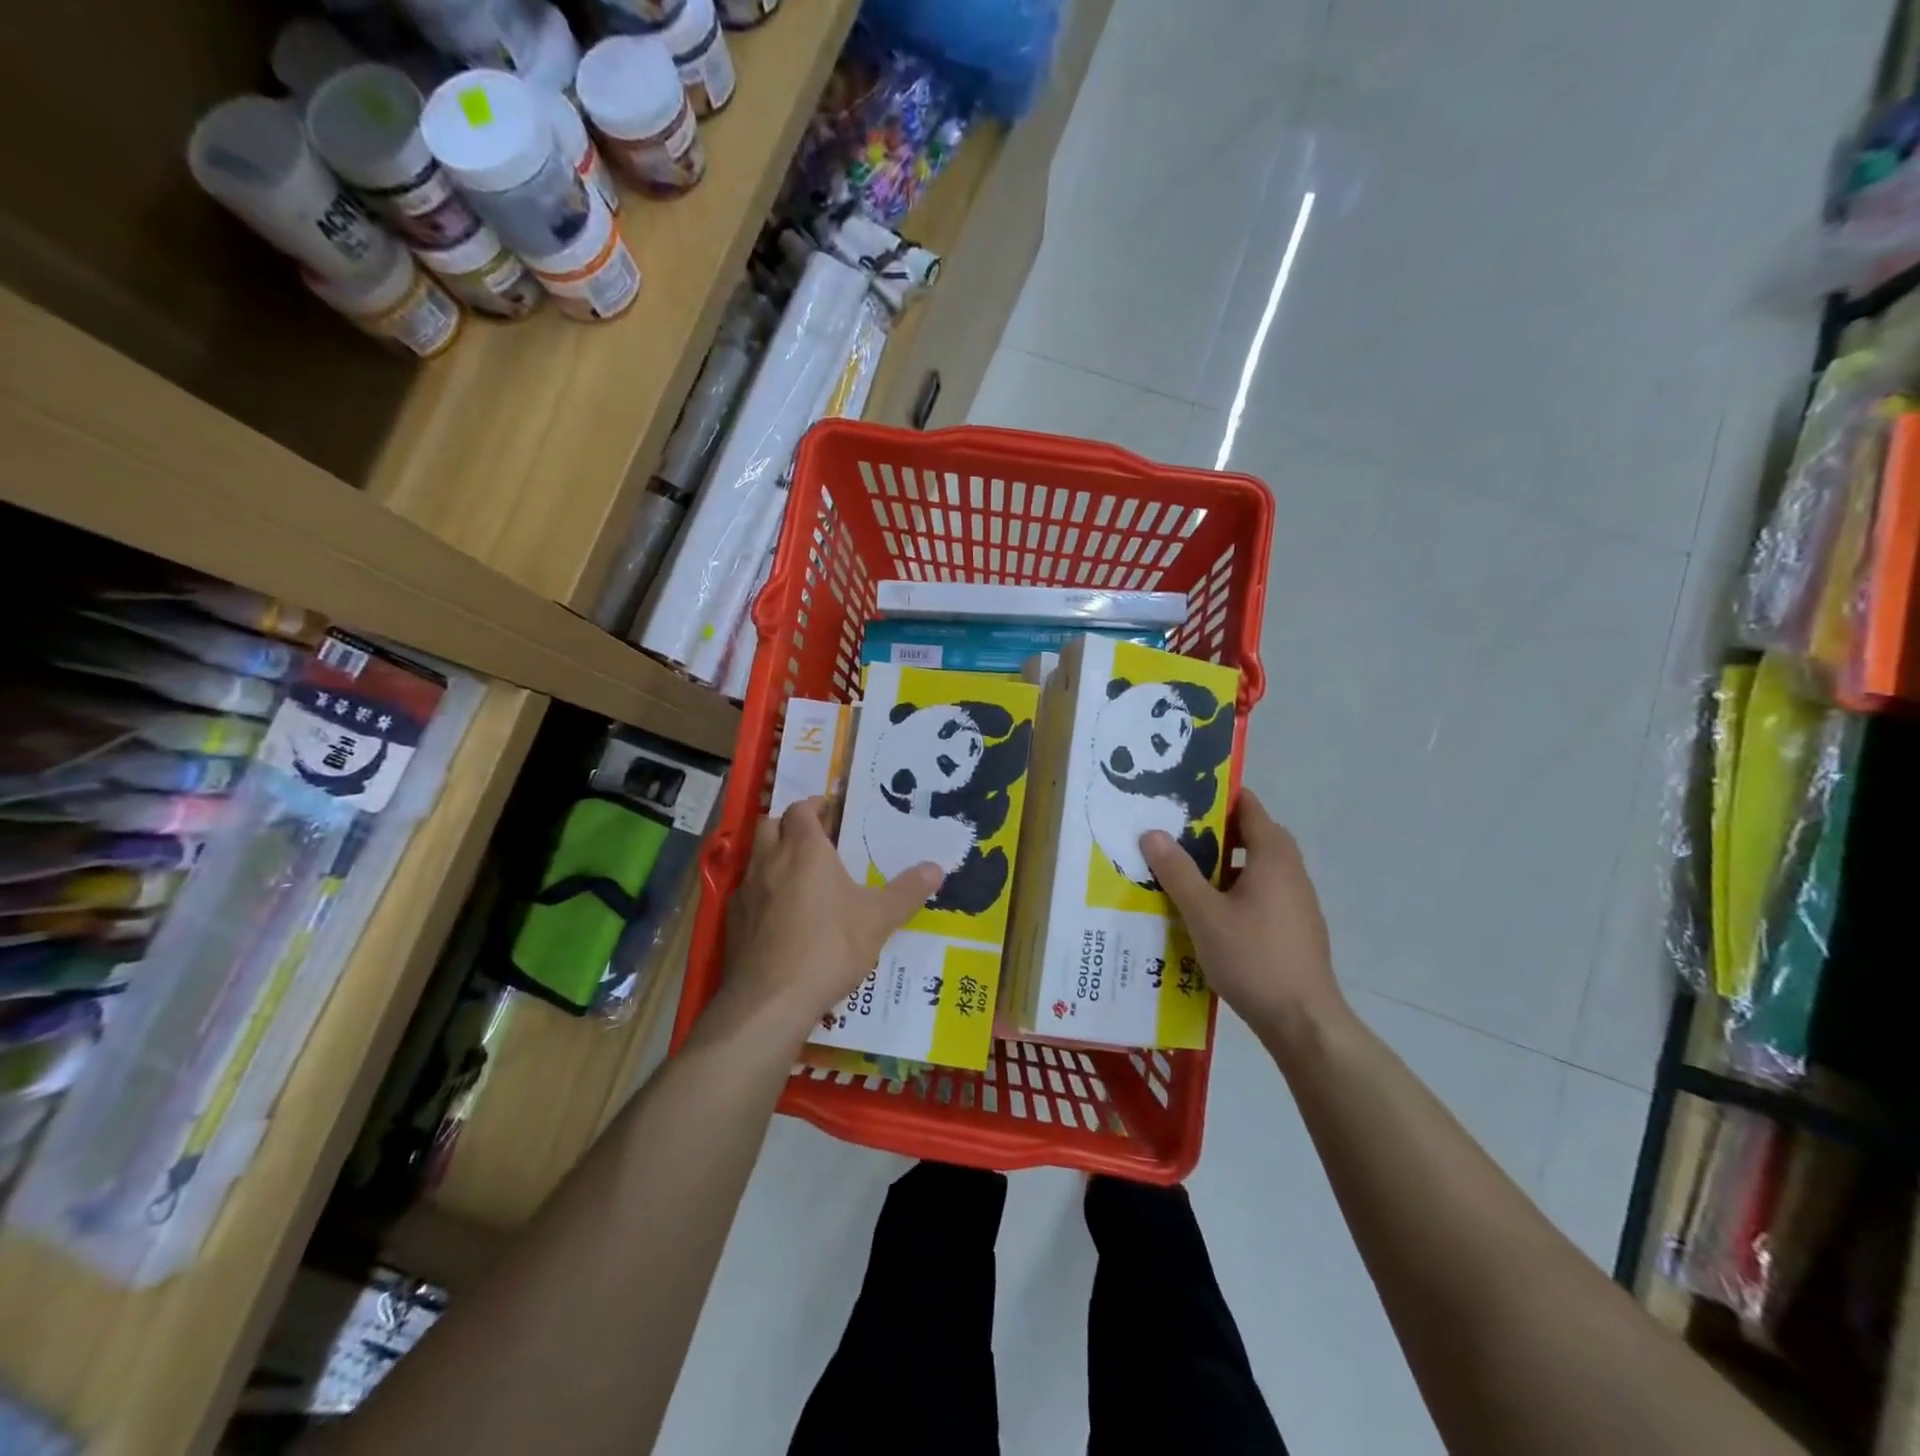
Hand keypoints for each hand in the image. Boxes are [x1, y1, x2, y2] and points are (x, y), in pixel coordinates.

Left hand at [722, 797, 942, 1044]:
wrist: (770, 1000)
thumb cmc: (829, 947)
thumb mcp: (878, 920)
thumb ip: (907, 891)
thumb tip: (937, 868)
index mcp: (805, 849)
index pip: (802, 810)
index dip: (816, 805)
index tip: (832, 809)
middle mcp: (770, 861)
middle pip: (771, 824)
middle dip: (791, 825)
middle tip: (816, 838)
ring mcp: (746, 891)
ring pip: (756, 857)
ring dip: (775, 856)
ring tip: (801, 875)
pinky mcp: (732, 921)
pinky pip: (747, 892)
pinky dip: (763, 891)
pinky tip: (780, 915)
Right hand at [1141, 789, 1344, 1048]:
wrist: (1303, 1021)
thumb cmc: (1253, 957)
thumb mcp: (1203, 913)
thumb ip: (1177, 871)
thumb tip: (1152, 832)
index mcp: (1273, 856)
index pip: (1248, 807)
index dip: (1217, 797)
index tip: (1183, 796)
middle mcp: (1290, 870)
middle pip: (1252, 835)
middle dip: (1214, 832)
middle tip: (1174, 835)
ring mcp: (1297, 900)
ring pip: (1256, 867)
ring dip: (1223, 865)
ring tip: (1183, 874)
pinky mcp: (1295, 927)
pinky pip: (1262, 892)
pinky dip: (1235, 890)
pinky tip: (1207, 913)